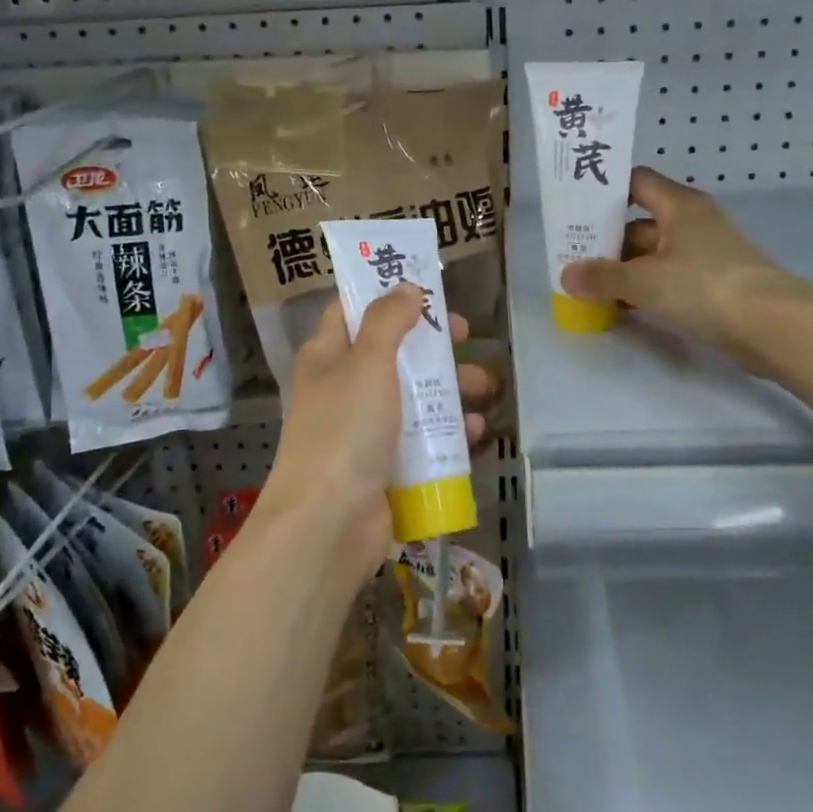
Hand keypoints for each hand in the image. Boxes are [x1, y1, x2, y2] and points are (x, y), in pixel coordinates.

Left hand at [260, 287, 495, 573]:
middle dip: (432, 344)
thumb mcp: (367, 362)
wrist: (328, 524)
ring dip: (449, 387)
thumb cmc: (345, 430)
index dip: (386, 293)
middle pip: (393, 352)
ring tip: (484, 387)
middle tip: (466, 336)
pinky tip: (476, 430)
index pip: (352, 310)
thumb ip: (388, 320)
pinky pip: (422, 438)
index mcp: (327, 356)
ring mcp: (364, 429)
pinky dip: (449, 431)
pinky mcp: (385, 465)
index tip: (427, 286)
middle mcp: (343, 387)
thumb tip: (406, 287)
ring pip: (413, 395)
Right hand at [559, 167, 812, 374]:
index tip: (575, 208)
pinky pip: (669, 276)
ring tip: (590, 286)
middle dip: (607, 240)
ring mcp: (705, 253)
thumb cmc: (704, 287)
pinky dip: (646, 287)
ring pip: (653, 253)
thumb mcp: (644, 281)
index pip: (635, 182)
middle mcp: (692, 221)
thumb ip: (602, 277)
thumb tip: (566, 275)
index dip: (605, 191)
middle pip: (640, 221)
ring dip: (625, 268)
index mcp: (678, 205)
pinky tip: (624, 306)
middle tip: (572, 256)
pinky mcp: (714, 282)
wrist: (773, 326)